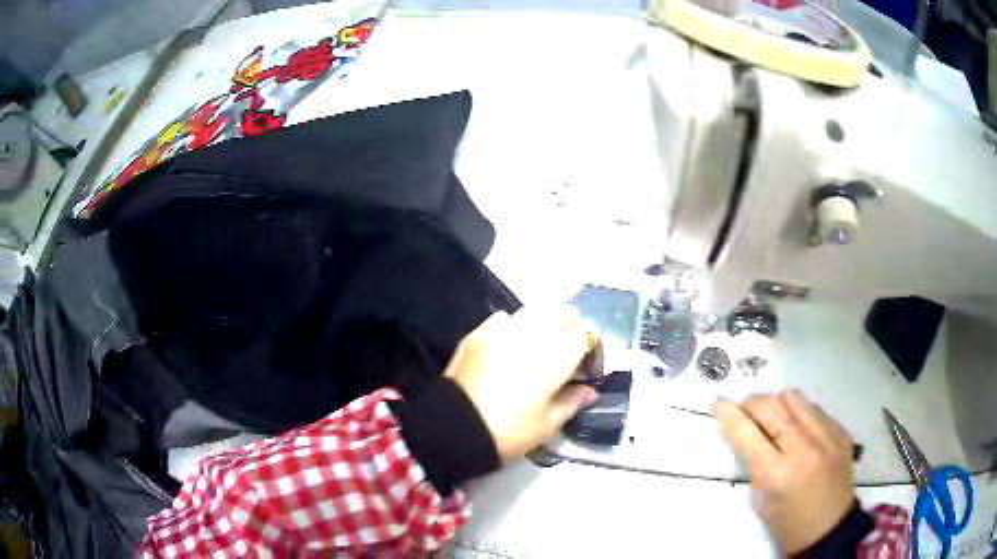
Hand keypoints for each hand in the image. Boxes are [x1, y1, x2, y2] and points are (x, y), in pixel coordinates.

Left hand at [445, 307, 598, 462]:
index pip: (586, 333)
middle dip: (569, 328)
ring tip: (537, 347)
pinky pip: (503, 318)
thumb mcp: (547, 425)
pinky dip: (513, 327)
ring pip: (534, 310)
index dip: (592, 348)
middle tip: (565, 353)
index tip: (586, 368)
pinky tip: (508, 347)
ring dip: (543, 324)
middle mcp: (533, 333)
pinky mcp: (478, 332)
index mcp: (556, 356)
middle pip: (562, 312)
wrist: (454, 428)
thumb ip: (573, 402)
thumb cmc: (508, 431)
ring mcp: (502, 329)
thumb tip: (589, 391)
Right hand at [713, 391, 855, 553]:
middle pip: (771, 406)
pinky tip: (798, 429)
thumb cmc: (787, 524)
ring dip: (776, 404)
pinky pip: (815, 408)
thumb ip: (754, 463)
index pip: (747, 433)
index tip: (717, 403)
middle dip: (751, 403)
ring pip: (795, 399)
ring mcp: (826, 437)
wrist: (829, 529)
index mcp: (777, 474)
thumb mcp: (761, 501)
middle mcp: (803, 449)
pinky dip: (800, 413)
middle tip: (744, 410)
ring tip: (772, 418)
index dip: (728, 414)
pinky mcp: (841, 432)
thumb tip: (745, 432)